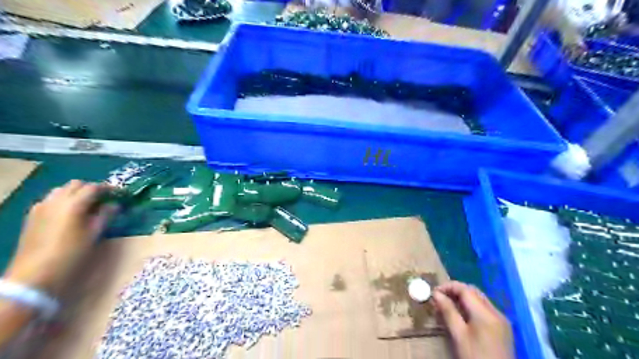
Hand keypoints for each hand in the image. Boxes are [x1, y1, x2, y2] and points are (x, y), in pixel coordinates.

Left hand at [3, 181, 116, 292]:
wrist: (35, 274)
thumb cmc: (71, 254)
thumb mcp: (94, 234)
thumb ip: (105, 216)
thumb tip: (114, 205)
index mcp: (73, 204)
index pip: (94, 187)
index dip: (109, 188)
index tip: (120, 194)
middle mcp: (56, 201)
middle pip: (76, 184)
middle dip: (92, 188)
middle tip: (105, 199)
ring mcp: (41, 207)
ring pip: (62, 190)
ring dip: (77, 193)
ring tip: (88, 205)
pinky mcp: (33, 216)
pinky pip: (51, 200)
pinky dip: (63, 200)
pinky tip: (70, 213)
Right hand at [431, 280, 515, 358]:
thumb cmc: (475, 358)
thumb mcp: (458, 336)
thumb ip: (448, 312)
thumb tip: (436, 294)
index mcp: (486, 313)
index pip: (465, 289)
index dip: (448, 287)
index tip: (433, 292)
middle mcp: (496, 312)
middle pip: (473, 292)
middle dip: (455, 291)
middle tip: (439, 298)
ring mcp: (501, 320)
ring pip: (479, 299)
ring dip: (462, 298)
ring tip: (446, 306)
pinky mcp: (502, 328)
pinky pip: (484, 309)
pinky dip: (471, 307)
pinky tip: (460, 316)